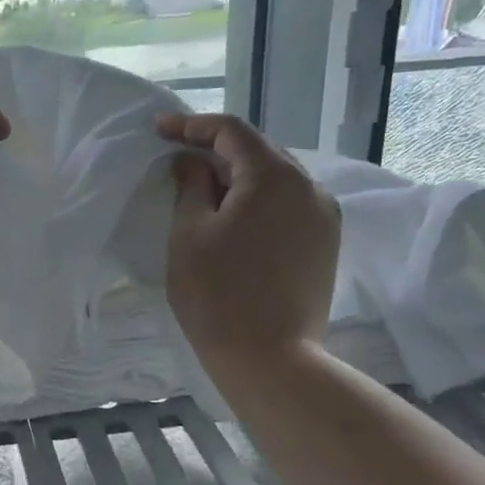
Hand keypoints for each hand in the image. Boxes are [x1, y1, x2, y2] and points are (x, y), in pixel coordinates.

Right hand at [156, 113, 339, 371]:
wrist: (269, 359)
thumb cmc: (216, 294)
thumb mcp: (189, 234)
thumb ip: (191, 186)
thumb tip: (191, 162)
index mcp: (274, 176)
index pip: (231, 131)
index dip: (191, 126)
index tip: (159, 130)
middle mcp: (309, 186)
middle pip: (259, 152)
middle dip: (217, 151)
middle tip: (178, 161)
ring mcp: (324, 216)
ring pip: (276, 180)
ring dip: (239, 178)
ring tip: (204, 193)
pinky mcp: (326, 244)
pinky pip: (289, 206)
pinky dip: (259, 202)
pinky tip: (235, 221)